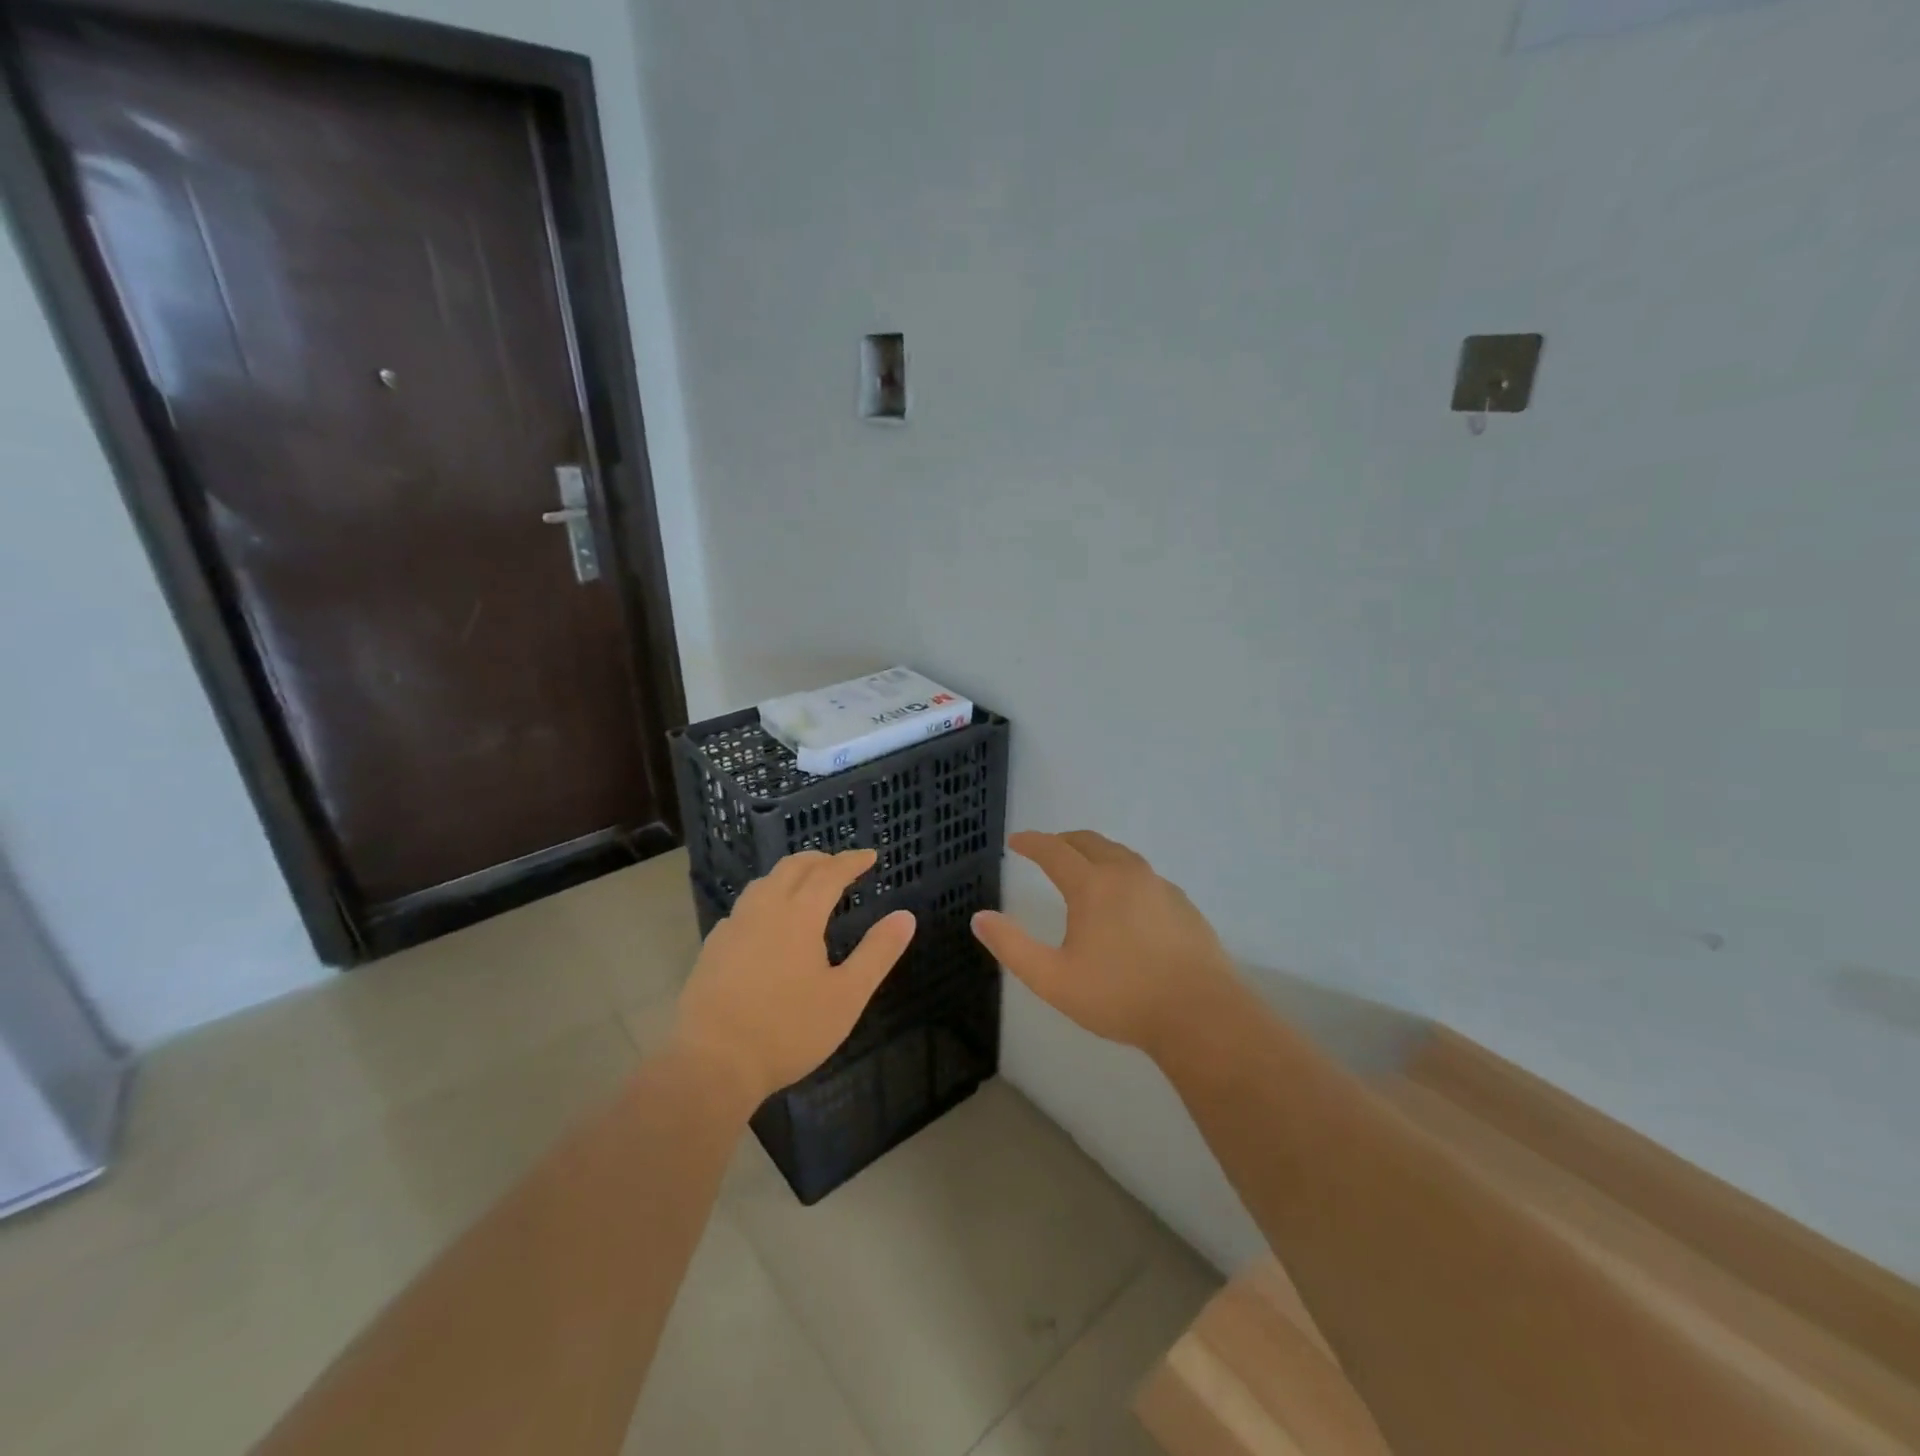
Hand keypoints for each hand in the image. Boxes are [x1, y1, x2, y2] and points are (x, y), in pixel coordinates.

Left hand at [671, 849, 915, 1109]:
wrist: (711, 1063)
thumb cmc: (788, 1030)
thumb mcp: (846, 996)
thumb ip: (877, 953)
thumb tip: (905, 916)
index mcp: (798, 915)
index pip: (829, 873)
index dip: (851, 862)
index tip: (870, 856)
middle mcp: (763, 910)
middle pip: (792, 868)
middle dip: (819, 860)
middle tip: (839, 864)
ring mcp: (733, 928)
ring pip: (763, 883)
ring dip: (789, 875)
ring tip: (804, 885)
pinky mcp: (712, 949)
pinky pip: (743, 908)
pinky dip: (765, 899)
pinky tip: (766, 922)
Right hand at [971, 830, 1238, 1059]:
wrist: (1200, 1014)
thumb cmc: (1120, 996)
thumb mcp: (1053, 979)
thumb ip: (1012, 946)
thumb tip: (979, 917)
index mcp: (1092, 885)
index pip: (1054, 850)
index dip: (1031, 842)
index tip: (1015, 841)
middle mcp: (1126, 874)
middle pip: (1089, 842)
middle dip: (1062, 841)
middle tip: (1046, 849)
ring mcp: (1159, 886)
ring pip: (1120, 854)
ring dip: (1095, 852)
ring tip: (1083, 866)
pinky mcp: (1183, 904)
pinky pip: (1143, 874)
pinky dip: (1122, 872)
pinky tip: (1124, 898)